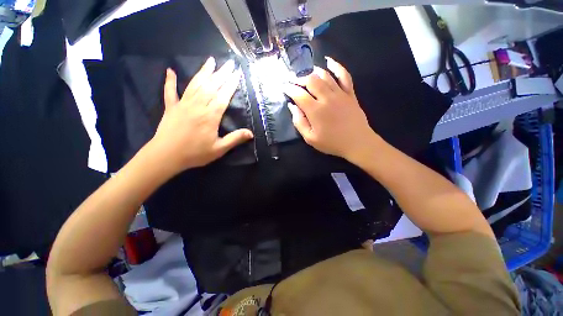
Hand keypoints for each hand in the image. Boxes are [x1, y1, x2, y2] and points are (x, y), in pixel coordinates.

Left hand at [147, 57, 252, 173]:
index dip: (231, 85)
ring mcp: (183, 105)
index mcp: (210, 116)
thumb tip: (251, 133)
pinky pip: (169, 92)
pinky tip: (169, 71)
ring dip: (203, 72)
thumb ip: (235, 139)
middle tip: (229, 63)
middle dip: (222, 74)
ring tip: (210, 61)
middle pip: (211, 87)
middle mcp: (197, 106)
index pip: (223, 96)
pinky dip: (169, 81)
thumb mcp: (219, 149)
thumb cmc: (195, 153)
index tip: (237, 74)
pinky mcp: (171, 107)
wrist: (166, 156)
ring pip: (195, 85)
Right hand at [283, 57, 379, 161]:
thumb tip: (292, 106)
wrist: (357, 143)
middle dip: (299, 78)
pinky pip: (344, 75)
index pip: (299, 94)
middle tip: (293, 80)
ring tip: (306, 73)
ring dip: (313, 72)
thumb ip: (299, 122)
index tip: (284, 86)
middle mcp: (326, 98)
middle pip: (310, 80)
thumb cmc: (332, 143)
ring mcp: (340, 94)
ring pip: (325, 75)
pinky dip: (336, 66)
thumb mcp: (310, 138)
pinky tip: (329, 61)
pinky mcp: (350, 93)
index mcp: (315, 110)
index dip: (289, 88)